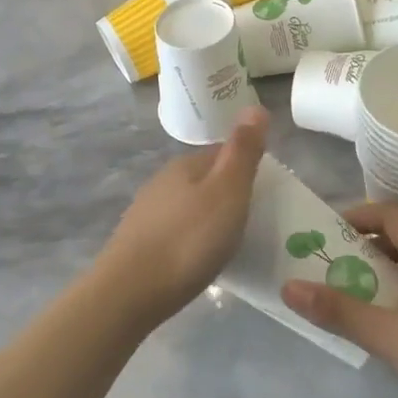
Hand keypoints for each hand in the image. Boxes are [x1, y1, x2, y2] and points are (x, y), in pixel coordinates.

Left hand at [95, 108, 267, 322]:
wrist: (131, 291)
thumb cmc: (189, 240)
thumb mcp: (227, 192)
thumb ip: (242, 151)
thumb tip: (254, 106)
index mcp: (185, 165)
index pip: (221, 153)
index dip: (245, 168)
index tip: (266, 192)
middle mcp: (162, 182)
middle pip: (203, 180)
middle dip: (226, 194)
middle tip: (253, 221)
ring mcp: (146, 213)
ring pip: (187, 206)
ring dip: (207, 218)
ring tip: (229, 243)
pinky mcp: (137, 243)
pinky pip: (174, 231)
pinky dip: (190, 239)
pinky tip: (198, 259)